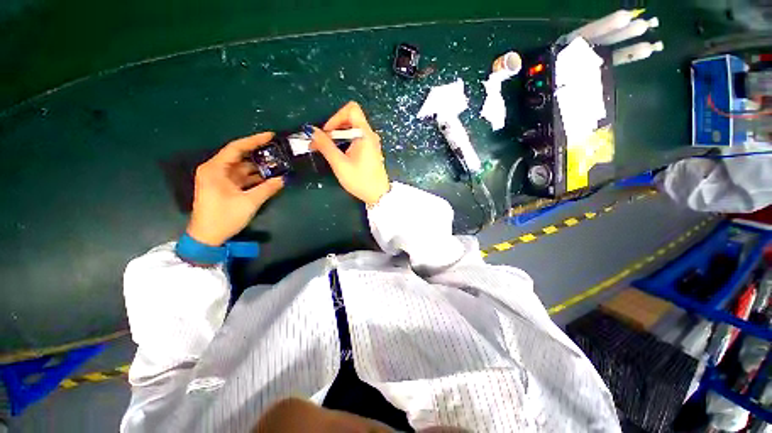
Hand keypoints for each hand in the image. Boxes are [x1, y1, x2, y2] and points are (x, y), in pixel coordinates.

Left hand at [187, 132, 283, 246]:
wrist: (207, 237)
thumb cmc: (224, 217)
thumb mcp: (249, 202)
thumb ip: (267, 189)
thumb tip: (283, 179)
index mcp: (215, 169)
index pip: (236, 148)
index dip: (254, 140)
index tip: (271, 136)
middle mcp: (216, 170)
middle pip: (240, 156)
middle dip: (259, 154)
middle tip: (278, 150)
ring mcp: (220, 179)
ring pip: (242, 168)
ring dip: (259, 167)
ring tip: (278, 163)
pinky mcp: (225, 187)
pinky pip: (242, 177)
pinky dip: (255, 177)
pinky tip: (269, 176)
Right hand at [310, 101, 389, 205]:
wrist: (378, 195)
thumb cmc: (360, 180)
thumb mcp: (340, 164)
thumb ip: (325, 145)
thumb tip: (311, 131)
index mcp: (365, 134)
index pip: (351, 109)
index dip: (336, 117)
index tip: (327, 132)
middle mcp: (370, 135)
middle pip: (351, 118)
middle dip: (334, 127)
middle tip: (323, 142)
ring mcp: (372, 142)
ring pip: (353, 129)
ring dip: (338, 135)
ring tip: (329, 150)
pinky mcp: (371, 150)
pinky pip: (356, 138)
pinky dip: (346, 141)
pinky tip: (340, 154)